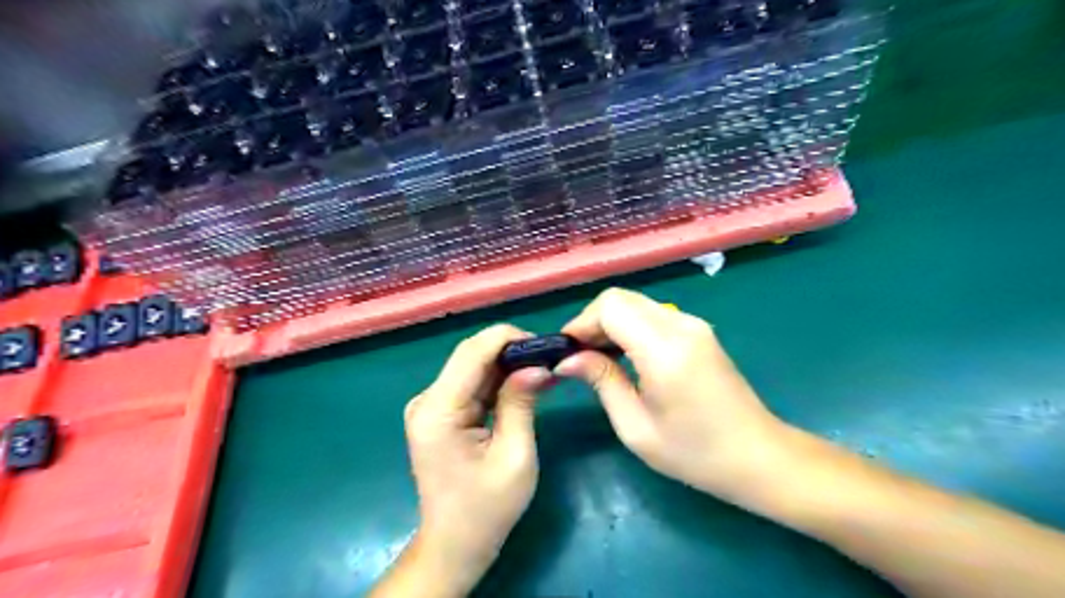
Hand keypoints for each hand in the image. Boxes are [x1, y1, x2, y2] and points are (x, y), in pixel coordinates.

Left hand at [399, 325, 548, 594]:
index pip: (472, 352)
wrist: (455, 544)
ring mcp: (430, 406)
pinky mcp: (439, 414)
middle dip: (511, 350)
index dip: (508, 338)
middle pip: (471, 356)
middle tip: (549, 357)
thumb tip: (538, 365)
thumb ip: (521, 403)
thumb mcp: (514, 456)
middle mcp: (427, 400)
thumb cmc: (487, 508)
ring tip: (543, 368)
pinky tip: (524, 383)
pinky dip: (498, 380)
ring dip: (507, 365)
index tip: (545, 344)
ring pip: (472, 367)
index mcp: (438, 410)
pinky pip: (471, 385)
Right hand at [558, 290, 788, 499]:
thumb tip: (568, 358)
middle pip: (622, 298)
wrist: (758, 457)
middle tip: (579, 356)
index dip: (582, 322)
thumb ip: (602, 381)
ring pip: (636, 303)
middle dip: (593, 321)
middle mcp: (681, 325)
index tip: (567, 351)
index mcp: (665, 349)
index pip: (611, 306)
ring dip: (611, 323)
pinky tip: (625, 356)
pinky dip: (630, 327)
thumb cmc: (694, 453)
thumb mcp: (636, 426)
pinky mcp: (699, 331)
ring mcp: (694, 325)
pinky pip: (653, 315)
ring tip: (598, 358)